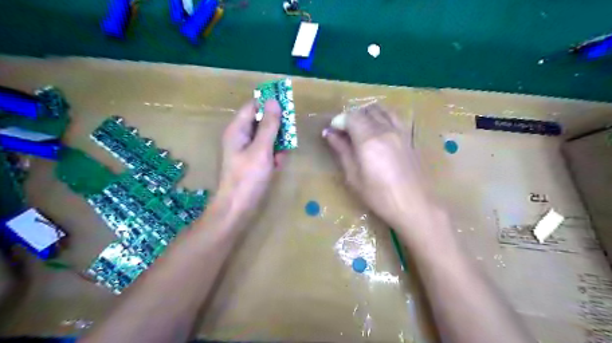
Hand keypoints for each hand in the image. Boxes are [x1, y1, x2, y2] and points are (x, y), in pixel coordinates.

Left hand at [215, 101, 287, 221]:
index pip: (254, 106)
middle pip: (262, 121)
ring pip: (267, 137)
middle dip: (277, 128)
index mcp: (237, 129)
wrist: (237, 208)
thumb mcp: (261, 149)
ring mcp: (246, 150)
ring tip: (281, 156)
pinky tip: (277, 165)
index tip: (287, 108)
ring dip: (277, 144)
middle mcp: (240, 136)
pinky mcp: (252, 161)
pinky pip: (266, 151)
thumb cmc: (247, 178)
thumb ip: (269, 125)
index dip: (269, 104)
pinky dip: (274, 155)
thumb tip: (274, 101)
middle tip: (288, 137)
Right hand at [325, 103, 433, 229]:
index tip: (333, 132)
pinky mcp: (409, 136)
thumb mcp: (354, 177)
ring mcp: (400, 131)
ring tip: (361, 129)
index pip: (351, 117)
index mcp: (369, 140)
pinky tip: (379, 131)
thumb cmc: (379, 196)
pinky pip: (394, 117)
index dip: (339, 121)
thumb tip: (329, 133)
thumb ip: (342, 151)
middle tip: (345, 132)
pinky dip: (382, 117)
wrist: (415, 205)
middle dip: (352, 117)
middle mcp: (385, 129)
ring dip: (367, 114)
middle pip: (366, 110)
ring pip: (382, 110)